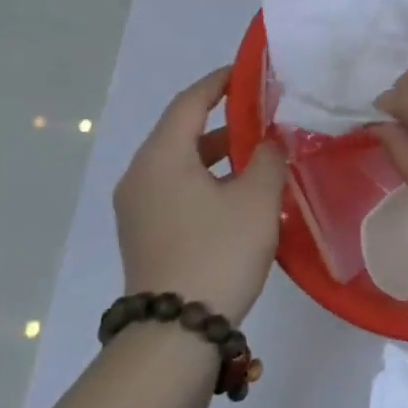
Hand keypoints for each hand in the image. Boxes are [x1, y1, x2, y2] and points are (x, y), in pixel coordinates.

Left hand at [114, 68, 286, 324]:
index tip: (249, 73)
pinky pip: (176, 189)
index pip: (190, 101)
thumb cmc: (218, 253)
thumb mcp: (256, 200)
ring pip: (181, 163)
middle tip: (264, 115)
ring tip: (260, 155)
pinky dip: (206, 180)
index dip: (221, 82)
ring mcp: (138, 207)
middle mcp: (141, 175)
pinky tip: (239, 195)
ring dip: (218, 154)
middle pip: (183, 131)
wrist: (175, 334)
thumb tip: (269, 142)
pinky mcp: (144, 233)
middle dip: (225, 120)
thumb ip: (269, 158)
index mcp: (161, 156)